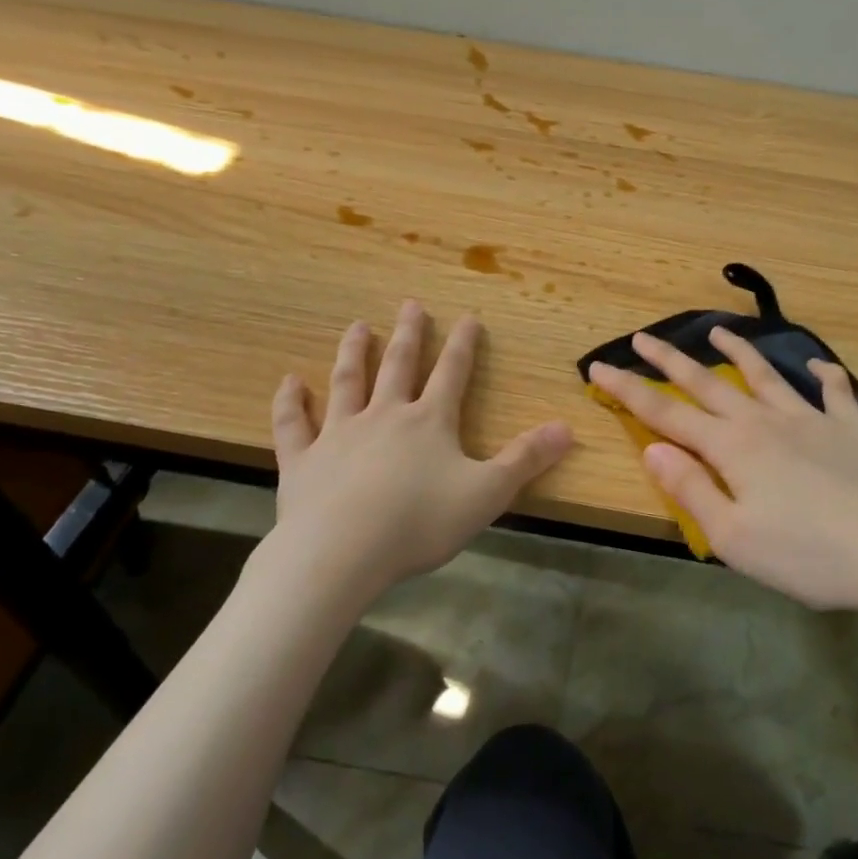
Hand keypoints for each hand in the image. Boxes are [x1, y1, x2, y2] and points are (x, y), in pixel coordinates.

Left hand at [250, 300, 572, 604]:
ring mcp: (339, 434)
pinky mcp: (302, 460)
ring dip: (353, 353)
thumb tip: (567, 428)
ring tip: (357, 326)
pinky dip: (291, 401)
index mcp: (430, 422)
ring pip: (347, 383)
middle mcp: (385, 416)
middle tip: (409, 304)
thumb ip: (526, 459)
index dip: (463, 345)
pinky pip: (294, 424)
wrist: (340, 554)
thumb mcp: (487, 493)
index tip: (468, 317)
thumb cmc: (419, 522)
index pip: (452, 373)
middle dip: (408, 334)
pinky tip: (289, 381)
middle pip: (398, 366)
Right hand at [589, 329, 857, 610]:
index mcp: (731, 447)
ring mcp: (810, 418)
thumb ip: (690, 488)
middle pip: (708, 383)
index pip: (666, 413)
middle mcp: (764, 420)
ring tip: (718, 330)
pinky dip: (824, 375)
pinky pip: (835, 391)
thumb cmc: (804, 554)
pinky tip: (817, 366)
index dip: (629, 390)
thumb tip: (652, 448)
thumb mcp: (732, 537)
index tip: (599, 366)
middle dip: (670, 360)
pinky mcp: (851, 426)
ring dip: (738, 350)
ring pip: (766, 375)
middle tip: (643, 337)